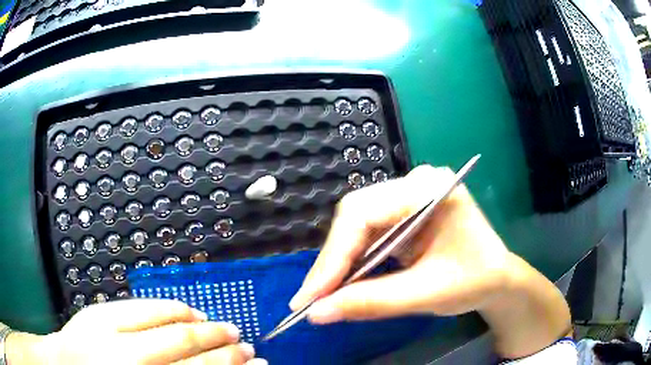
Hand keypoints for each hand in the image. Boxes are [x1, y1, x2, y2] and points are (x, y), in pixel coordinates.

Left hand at [7, 299, 266, 364]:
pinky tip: (187, 312)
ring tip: (222, 327)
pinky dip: (170, 308)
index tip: (257, 364)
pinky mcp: (97, 310)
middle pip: (184, 344)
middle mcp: (125, 356)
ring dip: (200, 324)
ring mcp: (107, 328)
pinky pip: (142, 305)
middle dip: (222, 345)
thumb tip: (218, 364)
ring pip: (164, 319)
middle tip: (247, 345)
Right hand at [290, 165, 570, 357]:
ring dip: (340, 262)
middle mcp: (415, 182)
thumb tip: (317, 313)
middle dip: (333, 261)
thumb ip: (371, 302)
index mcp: (430, 189)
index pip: (364, 213)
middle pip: (355, 215)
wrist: (497, 278)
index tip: (310, 296)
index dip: (333, 257)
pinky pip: (368, 232)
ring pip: (357, 224)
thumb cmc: (474, 281)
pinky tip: (347, 281)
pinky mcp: (404, 211)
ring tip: (324, 295)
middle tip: (313, 299)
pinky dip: (354, 260)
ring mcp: (409, 195)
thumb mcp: (426, 294)